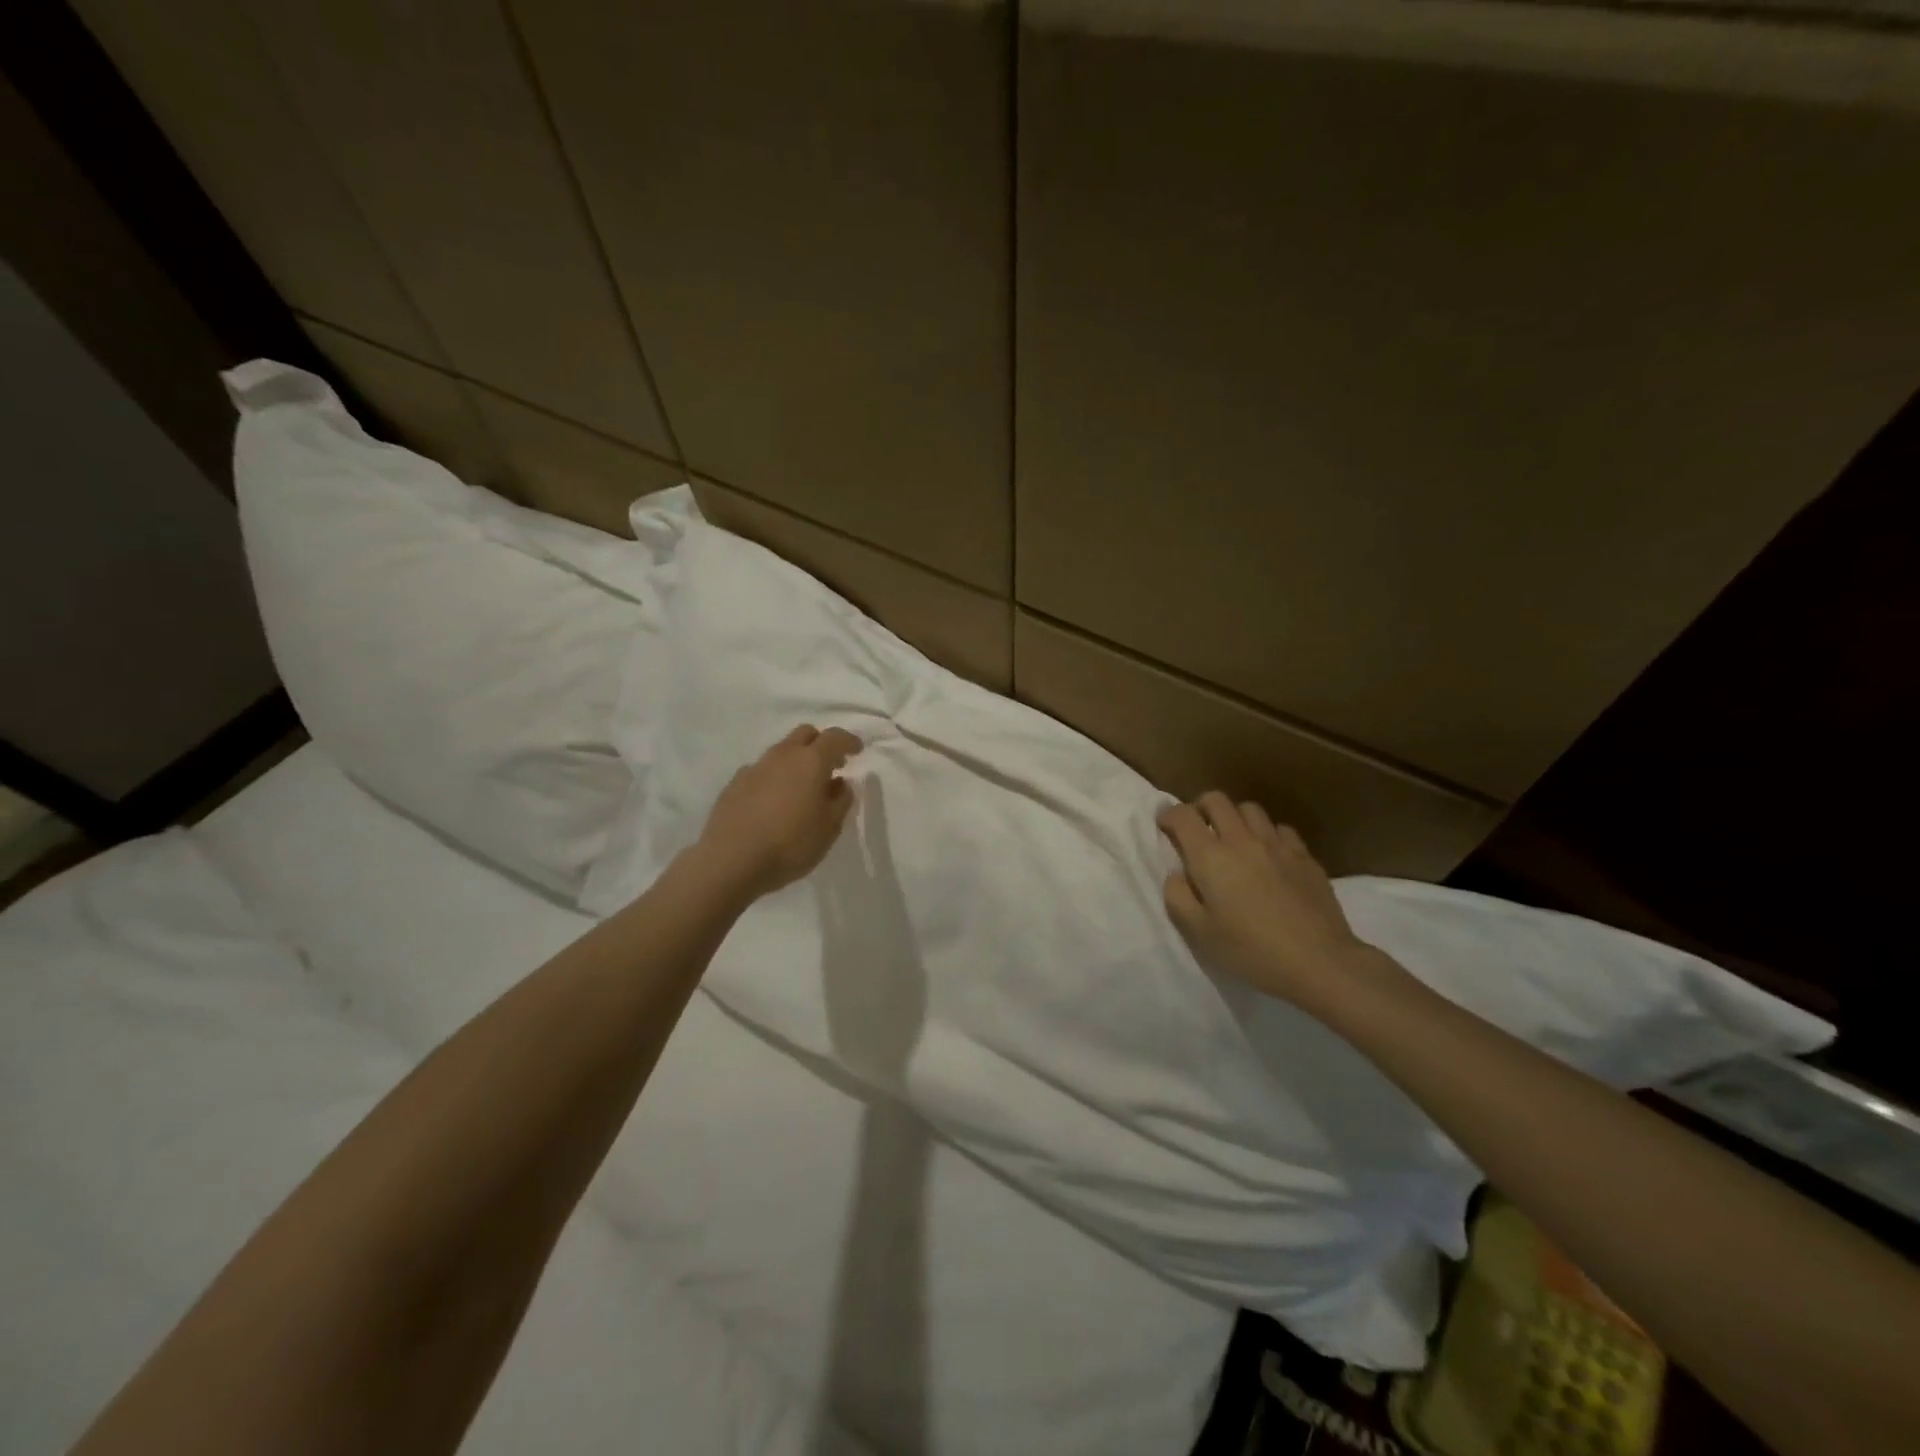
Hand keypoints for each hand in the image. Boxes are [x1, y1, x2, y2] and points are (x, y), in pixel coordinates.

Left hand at [696, 725, 862, 897]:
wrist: (731, 860)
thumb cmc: (790, 844)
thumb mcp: (829, 828)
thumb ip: (840, 801)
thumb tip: (840, 783)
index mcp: (810, 761)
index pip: (834, 737)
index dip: (849, 741)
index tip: (857, 750)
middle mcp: (782, 756)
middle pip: (805, 734)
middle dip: (821, 744)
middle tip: (831, 766)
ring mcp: (755, 768)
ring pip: (781, 751)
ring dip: (796, 761)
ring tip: (802, 788)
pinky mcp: (734, 784)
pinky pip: (761, 771)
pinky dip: (774, 777)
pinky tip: (774, 802)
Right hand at [1158, 793, 1371, 1011]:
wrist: (1320, 962)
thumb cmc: (1251, 951)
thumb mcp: (1199, 933)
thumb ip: (1178, 897)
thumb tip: (1177, 874)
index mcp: (1210, 857)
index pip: (1182, 816)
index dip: (1168, 815)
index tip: (1165, 826)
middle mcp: (1242, 840)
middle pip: (1216, 800)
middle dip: (1200, 808)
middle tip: (1197, 830)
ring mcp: (1277, 844)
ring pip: (1250, 809)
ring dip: (1235, 818)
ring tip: (1233, 840)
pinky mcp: (1305, 856)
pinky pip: (1280, 829)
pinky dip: (1267, 834)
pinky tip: (1269, 855)